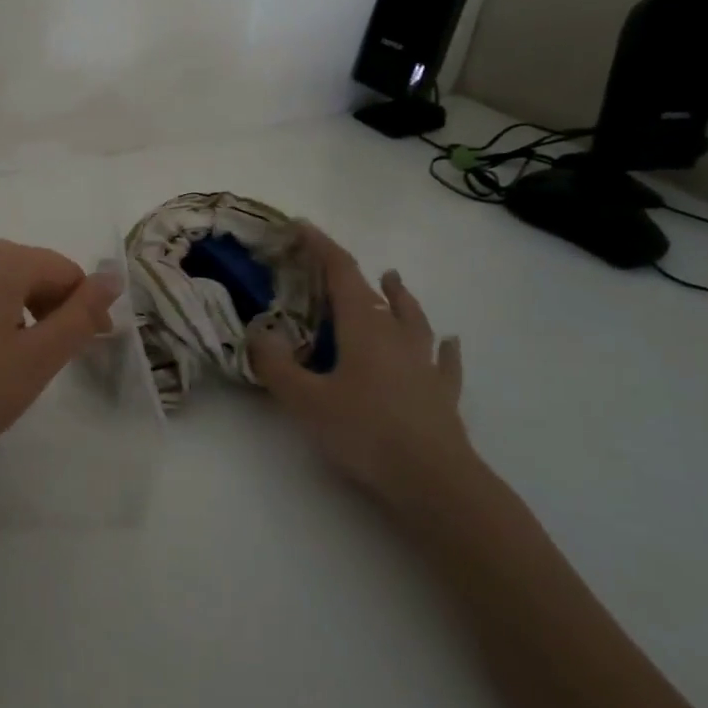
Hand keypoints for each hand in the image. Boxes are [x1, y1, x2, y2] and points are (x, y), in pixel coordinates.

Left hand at [0, 237, 121, 476]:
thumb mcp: (37, 360)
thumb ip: (80, 314)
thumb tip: (112, 275)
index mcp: (0, 261)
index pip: (61, 269)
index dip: (83, 305)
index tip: (90, 344)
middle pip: (24, 267)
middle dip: (47, 303)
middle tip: (51, 353)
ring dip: (10, 306)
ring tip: (8, 353)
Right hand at [247, 223, 471, 509]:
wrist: (435, 481)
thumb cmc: (365, 432)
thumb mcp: (305, 400)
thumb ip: (275, 365)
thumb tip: (258, 332)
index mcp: (363, 328)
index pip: (341, 273)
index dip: (321, 246)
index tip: (301, 225)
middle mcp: (396, 336)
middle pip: (375, 293)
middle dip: (350, 272)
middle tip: (330, 263)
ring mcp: (424, 364)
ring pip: (413, 318)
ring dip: (400, 297)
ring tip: (394, 279)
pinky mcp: (442, 393)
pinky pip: (444, 360)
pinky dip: (443, 347)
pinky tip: (449, 343)